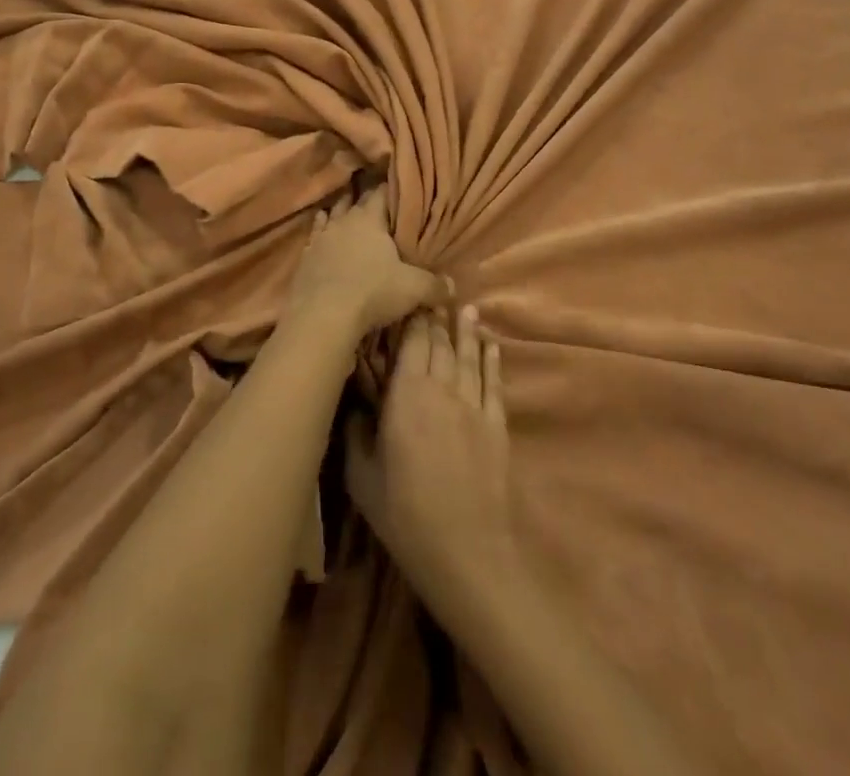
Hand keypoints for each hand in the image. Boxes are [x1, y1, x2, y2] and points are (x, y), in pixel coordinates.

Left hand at [287, 185, 446, 339]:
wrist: (322, 316)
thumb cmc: (372, 292)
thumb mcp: (413, 289)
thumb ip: (435, 285)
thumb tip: (453, 286)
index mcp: (369, 219)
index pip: (381, 193)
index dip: (391, 191)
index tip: (399, 190)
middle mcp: (342, 221)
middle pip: (354, 202)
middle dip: (365, 202)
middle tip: (378, 206)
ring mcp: (320, 238)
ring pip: (331, 217)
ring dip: (339, 215)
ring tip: (348, 214)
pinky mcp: (304, 258)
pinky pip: (314, 239)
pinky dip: (320, 236)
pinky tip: (322, 239)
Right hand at [346, 305, 518, 623]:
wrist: (469, 552)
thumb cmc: (407, 516)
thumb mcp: (363, 478)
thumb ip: (356, 434)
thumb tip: (353, 405)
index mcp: (407, 395)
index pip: (411, 343)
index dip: (411, 318)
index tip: (408, 298)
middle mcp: (442, 388)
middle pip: (439, 343)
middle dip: (436, 318)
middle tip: (434, 296)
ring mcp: (473, 404)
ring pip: (468, 355)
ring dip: (466, 330)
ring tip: (465, 307)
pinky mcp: (497, 424)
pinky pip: (493, 381)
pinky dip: (492, 359)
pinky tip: (490, 345)